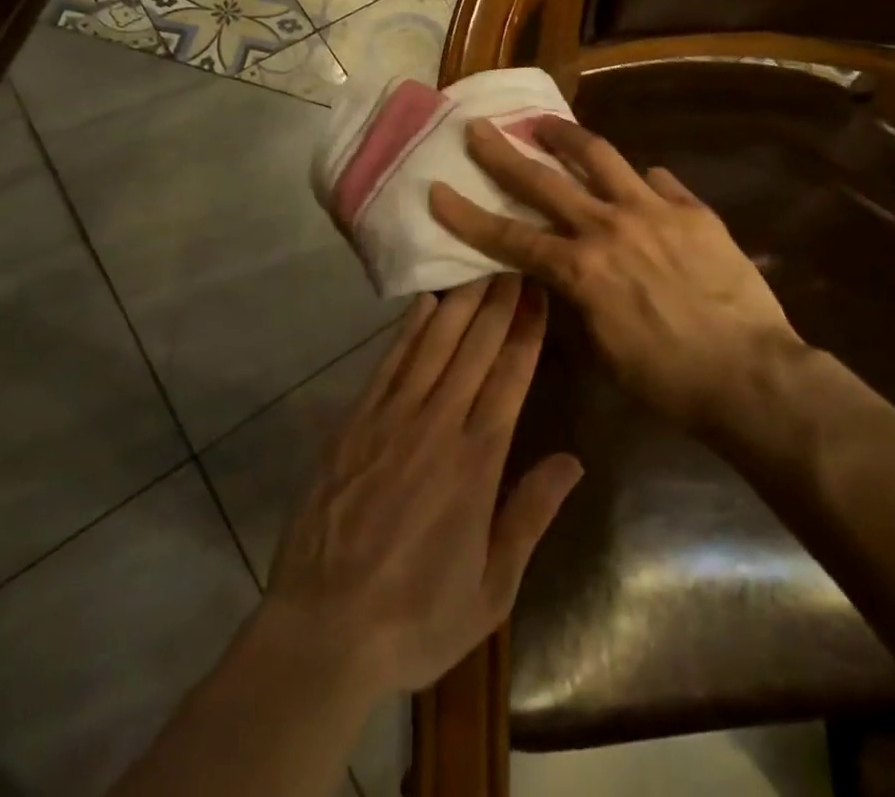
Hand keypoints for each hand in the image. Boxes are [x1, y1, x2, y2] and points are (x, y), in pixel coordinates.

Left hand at [263, 275, 582, 697]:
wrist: (322, 631)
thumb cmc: (416, 617)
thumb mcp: (491, 589)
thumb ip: (530, 516)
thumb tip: (572, 461)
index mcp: (476, 463)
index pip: (510, 378)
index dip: (526, 331)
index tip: (538, 292)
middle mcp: (437, 426)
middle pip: (474, 349)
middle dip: (498, 302)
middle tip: (512, 262)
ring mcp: (391, 419)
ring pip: (433, 345)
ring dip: (459, 303)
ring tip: (478, 269)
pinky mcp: (355, 422)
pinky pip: (388, 363)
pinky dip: (409, 330)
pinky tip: (424, 304)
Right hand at [428, 118, 802, 431]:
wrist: (749, 375)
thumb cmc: (667, 379)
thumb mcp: (602, 351)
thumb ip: (575, 301)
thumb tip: (564, 272)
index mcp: (580, 269)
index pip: (509, 236)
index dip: (467, 215)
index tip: (437, 190)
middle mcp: (608, 227)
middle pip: (543, 181)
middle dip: (503, 153)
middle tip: (479, 128)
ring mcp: (653, 210)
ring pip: (600, 157)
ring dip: (565, 136)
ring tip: (545, 122)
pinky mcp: (692, 209)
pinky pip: (658, 181)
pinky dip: (639, 178)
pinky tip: (638, 178)